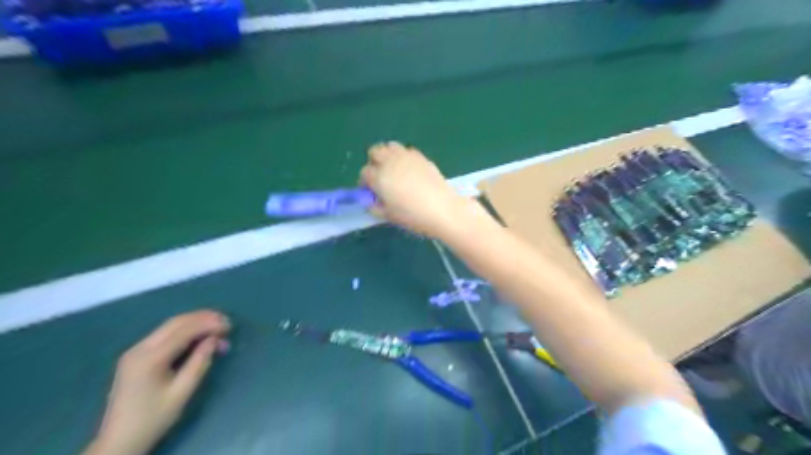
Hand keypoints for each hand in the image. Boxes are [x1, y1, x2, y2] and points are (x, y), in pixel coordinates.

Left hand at [85, 310, 228, 454]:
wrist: (119, 441)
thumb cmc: (153, 418)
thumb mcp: (182, 392)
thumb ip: (200, 362)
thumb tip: (214, 339)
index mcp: (150, 359)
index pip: (184, 331)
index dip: (208, 324)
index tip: (229, 325)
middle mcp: (139, 348)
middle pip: (175, 323)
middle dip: (202, 318)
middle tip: (225, 320)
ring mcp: (135, 351)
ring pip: (169, 326)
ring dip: (194, 322)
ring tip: (217, 324)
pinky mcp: (137, 356)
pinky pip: (164, 335)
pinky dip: (184, 330)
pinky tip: (198, 334)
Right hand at [360, 142, 476, 237]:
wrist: (442, 209)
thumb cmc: (412, 216)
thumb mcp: (388, 216)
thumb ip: (375, 207)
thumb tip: (370, 202)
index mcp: (379, 177)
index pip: (364, 173)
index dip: (365, 182)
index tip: (370, 191)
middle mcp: (390, 162)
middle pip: (375, 152)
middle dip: (374, 162)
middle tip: (380, 176)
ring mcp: (406, 157)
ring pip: (390, 146)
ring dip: (388, 155)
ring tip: (394, 169)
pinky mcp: (421, 156)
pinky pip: (406, 150)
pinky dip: (403, 157)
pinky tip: (409, 170)